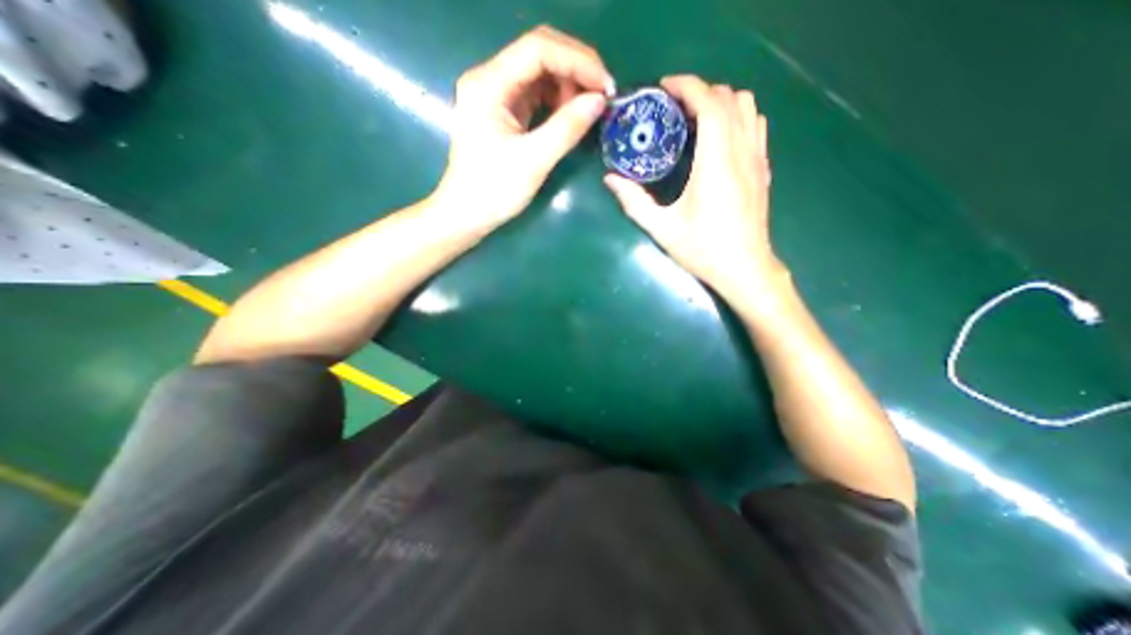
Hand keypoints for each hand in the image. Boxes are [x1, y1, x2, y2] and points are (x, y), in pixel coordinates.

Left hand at [432, 28, 610, 231]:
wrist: (467, 214)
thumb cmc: (494, 190)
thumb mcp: (533, 160)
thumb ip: (567, 128)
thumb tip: (600, 101)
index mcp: (489, 84)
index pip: (538, 49)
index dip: (577, 60)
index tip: (605, 85)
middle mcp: (490, 80)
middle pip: (539, 54)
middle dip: (575, 69)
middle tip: (603, 95)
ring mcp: (496, 96)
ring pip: (540, 74)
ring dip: (568, 86)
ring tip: (589, 109)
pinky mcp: (503, 113)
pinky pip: (536, 95)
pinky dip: (557, 101)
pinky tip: (571, 115)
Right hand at [606, 76, 784, 304]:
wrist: (745, 269)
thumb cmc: (703, 250)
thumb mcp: (662, 229)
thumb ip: (634, 202)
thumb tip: (610, 180)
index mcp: (716, 165)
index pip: (711, 105)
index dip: (688, 86)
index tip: (665, 88)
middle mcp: (742, 153)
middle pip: (731, 98)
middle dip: (701, 92)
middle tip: (673, 108)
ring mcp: (757, 160)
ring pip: (749, 107)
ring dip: (721, 102)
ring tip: (695, 119)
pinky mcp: (763, 169)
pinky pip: (756, 126)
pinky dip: (737, 118)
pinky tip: (718, 138)